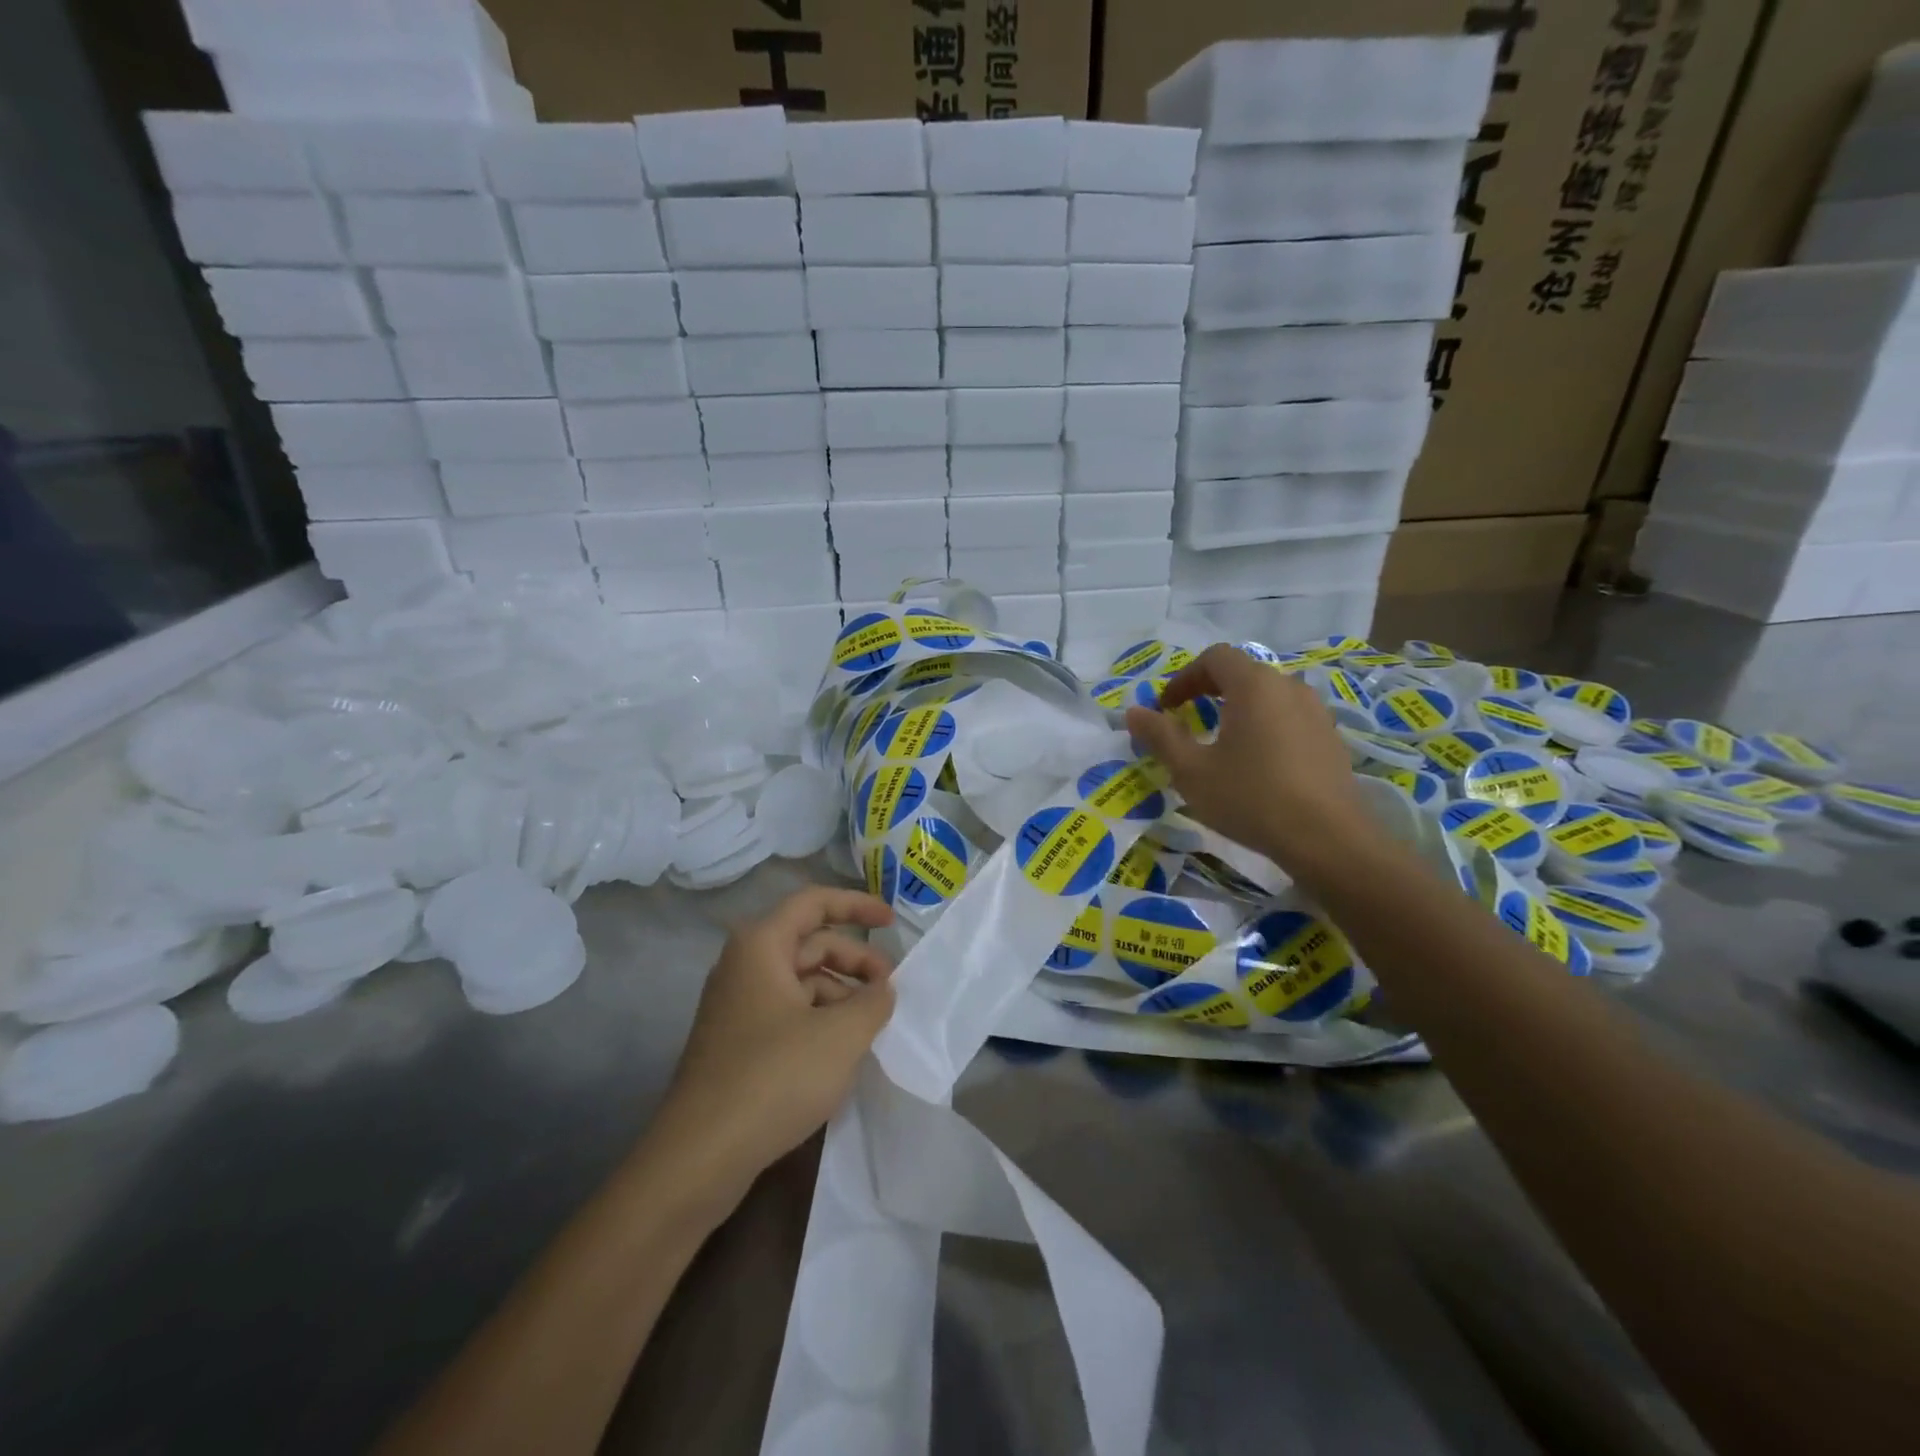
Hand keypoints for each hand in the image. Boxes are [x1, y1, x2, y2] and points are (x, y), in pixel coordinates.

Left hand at [649, 887, 896, 1203]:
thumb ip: (873, 1001)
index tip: (891, 921)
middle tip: (890, 990)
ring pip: (800, 981)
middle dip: (855, 960)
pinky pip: (787, 1012)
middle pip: (810, 943)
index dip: (857, 905)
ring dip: (841, 994)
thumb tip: (881, 990)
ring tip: (871, 1028)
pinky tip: (841, 1052)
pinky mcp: (736, 1042)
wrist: (699, 1156)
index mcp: (761, 945)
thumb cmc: (774, 1078)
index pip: (814, 902)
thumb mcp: (841, 1036)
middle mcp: (744, 965)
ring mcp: (736, 1005)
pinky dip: (820, 1019)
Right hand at [1124, 643, 1371, 871]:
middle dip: (1209, 691)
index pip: (1215, 658)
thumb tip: (1134, 712)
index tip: (1167, 707)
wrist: (1329, 840)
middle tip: (1187, 721)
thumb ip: (1160, 736)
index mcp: (1254, 685)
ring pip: (1268, 696)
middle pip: (1243, 673)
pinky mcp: (1331, 739)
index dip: (1184, 677)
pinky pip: (1289, 718)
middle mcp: (1289, 687)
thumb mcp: (1191, 771)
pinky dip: (1264, 727)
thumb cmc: (1251, 798)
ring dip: (1238, 709)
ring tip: (1221, 743)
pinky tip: (1257, 764)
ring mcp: (1316, 712)